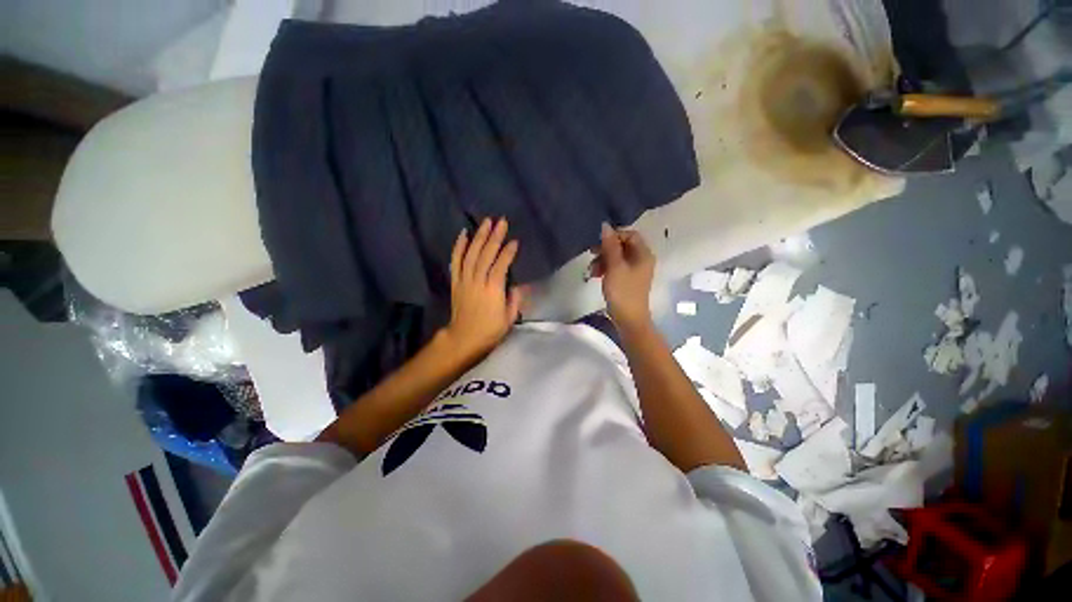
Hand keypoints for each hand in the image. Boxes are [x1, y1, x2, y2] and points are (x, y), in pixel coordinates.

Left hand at [444, 218, 523, 358]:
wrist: (464, 338)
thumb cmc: (490, 330)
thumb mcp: (509, 318)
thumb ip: (514, 299)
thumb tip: (516, 285)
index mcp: (493, 291)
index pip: (500, 266)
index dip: (508, 253)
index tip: (515, 242)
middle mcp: (477, 282)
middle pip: (486, 255)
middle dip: (494, 237)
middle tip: (501, 221)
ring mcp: (464, 280)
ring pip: (471, 254)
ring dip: (479, 237)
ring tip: (486, 222)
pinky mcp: (456, 282)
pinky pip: (456, 261)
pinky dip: (459, 247)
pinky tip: (464, 234)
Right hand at [591, 223, 654, 328]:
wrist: (629, 319)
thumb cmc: (622, 292)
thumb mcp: (614, 267)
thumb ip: (610, 246)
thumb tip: (605, 225)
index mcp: (643, 254)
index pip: (630, 235)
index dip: (614, 236)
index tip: (598, 244)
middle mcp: (642, 259)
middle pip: (623, 245)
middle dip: (606, 249)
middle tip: (591, 255)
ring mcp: (636, 270)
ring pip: (618, 257)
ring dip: (603, 260)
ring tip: (591, 270)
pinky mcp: (629, 280)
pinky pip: (617, 267)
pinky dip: (606, 269)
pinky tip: (596, 275)